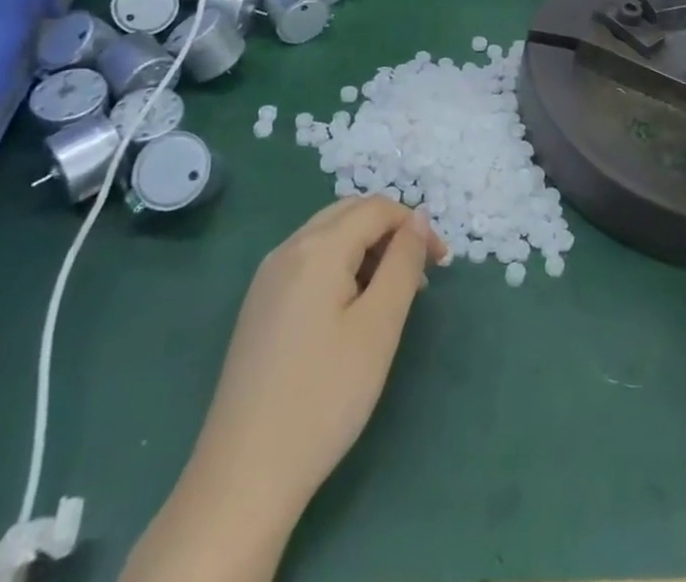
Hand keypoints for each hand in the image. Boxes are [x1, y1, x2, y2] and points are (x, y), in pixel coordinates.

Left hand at [191, 197, 445, 525]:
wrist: (243, 476)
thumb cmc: (324, 397)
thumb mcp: (379, 327)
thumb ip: (403, 263)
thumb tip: (418, 218)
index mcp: (317, 247)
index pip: (376, 208)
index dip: (414, 226)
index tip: (441, 264)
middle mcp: (288, 249)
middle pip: (350, 213)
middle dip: (391, 232)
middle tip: (420, 275)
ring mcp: (267, 278)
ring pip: (328, 236)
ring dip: (367, 249)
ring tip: (392, 297)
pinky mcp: (259, 306)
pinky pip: (309, 262)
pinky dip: (340, 267)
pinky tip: (351, 312)